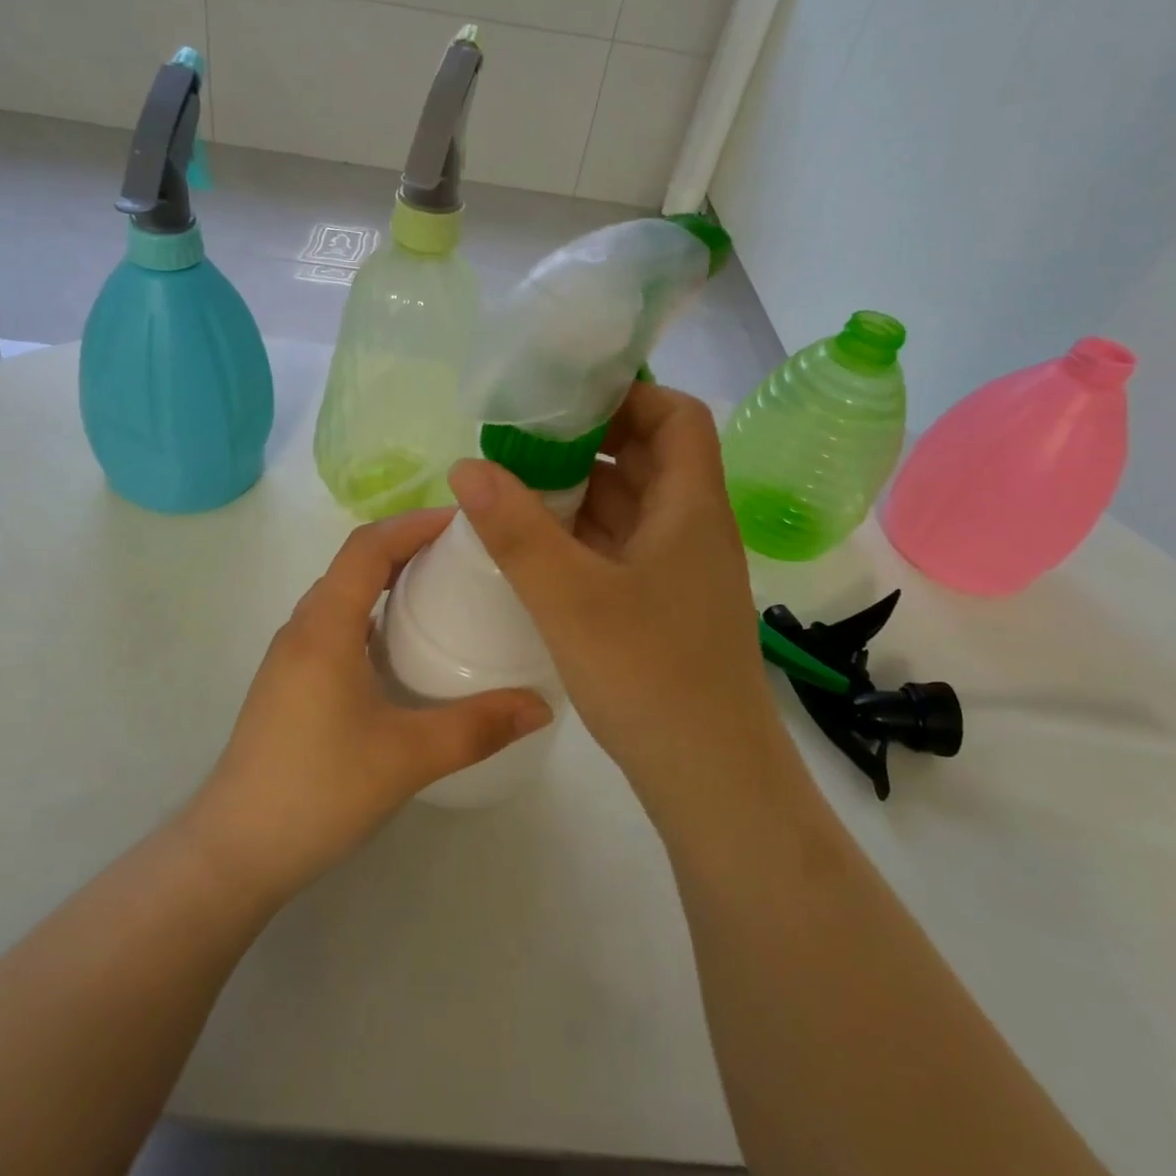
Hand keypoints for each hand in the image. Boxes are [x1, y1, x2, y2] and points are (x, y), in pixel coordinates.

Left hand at [186, 509, 551, 905]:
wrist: (235, 850)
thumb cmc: (318, 790)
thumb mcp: (407, 757)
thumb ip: (478, 728)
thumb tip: (541, 706)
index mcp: (325, 626)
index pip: (368, 546)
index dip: (414, 523)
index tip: (464, 521)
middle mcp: (303, 627)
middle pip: (355, 561)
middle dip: (408, 545)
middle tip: (465, 553)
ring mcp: (291, 655)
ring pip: (343, 592)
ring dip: (388, 577)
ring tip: (442, 589)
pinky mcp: (290, 681)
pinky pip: (335, 622)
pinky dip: (372, 611)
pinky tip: (403, 644)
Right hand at [446, 383, 797, 814]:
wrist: (710, 780)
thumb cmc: (649, 675)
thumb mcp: (569, 597)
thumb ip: (514, 529)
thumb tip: (465, 465)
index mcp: (691, 508)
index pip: (678, 417)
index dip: (630, 394)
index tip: (567, 397)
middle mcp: (692, 528)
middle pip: (649, 456)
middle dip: (589, 439)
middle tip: (523, 437)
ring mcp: (679, 569)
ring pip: (631, 504)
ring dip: (580, 488)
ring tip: (516, 482)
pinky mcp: (663, 604)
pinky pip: (622, 544)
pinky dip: (583, 532)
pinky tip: (536, 543)